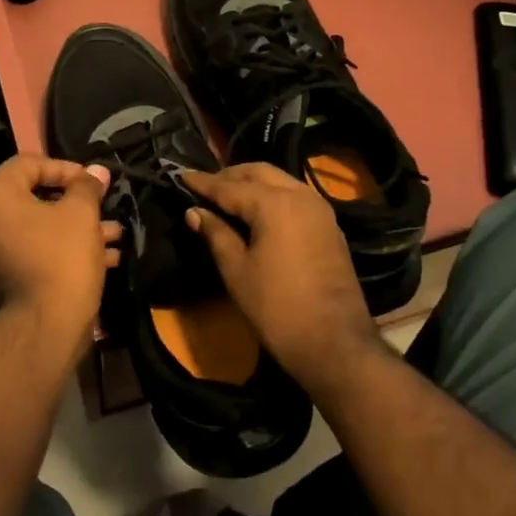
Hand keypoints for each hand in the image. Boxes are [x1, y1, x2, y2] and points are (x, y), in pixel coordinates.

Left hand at [0, 155, 120, 349]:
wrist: (48, 325)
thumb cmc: (63, 256)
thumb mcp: (81, 213)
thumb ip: (87, 186)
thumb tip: (97, 171)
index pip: (27, 164)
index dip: (64, 167)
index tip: (92, 181)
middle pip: (36, 197)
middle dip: (78, 202)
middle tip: (105, 204)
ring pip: (44, 227)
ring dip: (81, 227)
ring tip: (117, 233)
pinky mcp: (12, 275)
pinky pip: (41, 250)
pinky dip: (70, 248)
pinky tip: (109, 256)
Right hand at [182, 164, 380, 389]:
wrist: (334, 343)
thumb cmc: (277, 307)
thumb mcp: (236, 270)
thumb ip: (215, 233)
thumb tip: (194, 212)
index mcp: (275, 203)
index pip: (230, 186)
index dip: (203, 183)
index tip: (181, 176)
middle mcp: (300, 195)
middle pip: (259, 173)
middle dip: (230, 176)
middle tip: (204, 187)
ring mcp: (320, 210)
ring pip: (280, 181)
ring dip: (253, 183)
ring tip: (227, 197)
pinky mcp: (330, 226)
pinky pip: (295, 197)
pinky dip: (273, 196)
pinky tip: (257, 212)